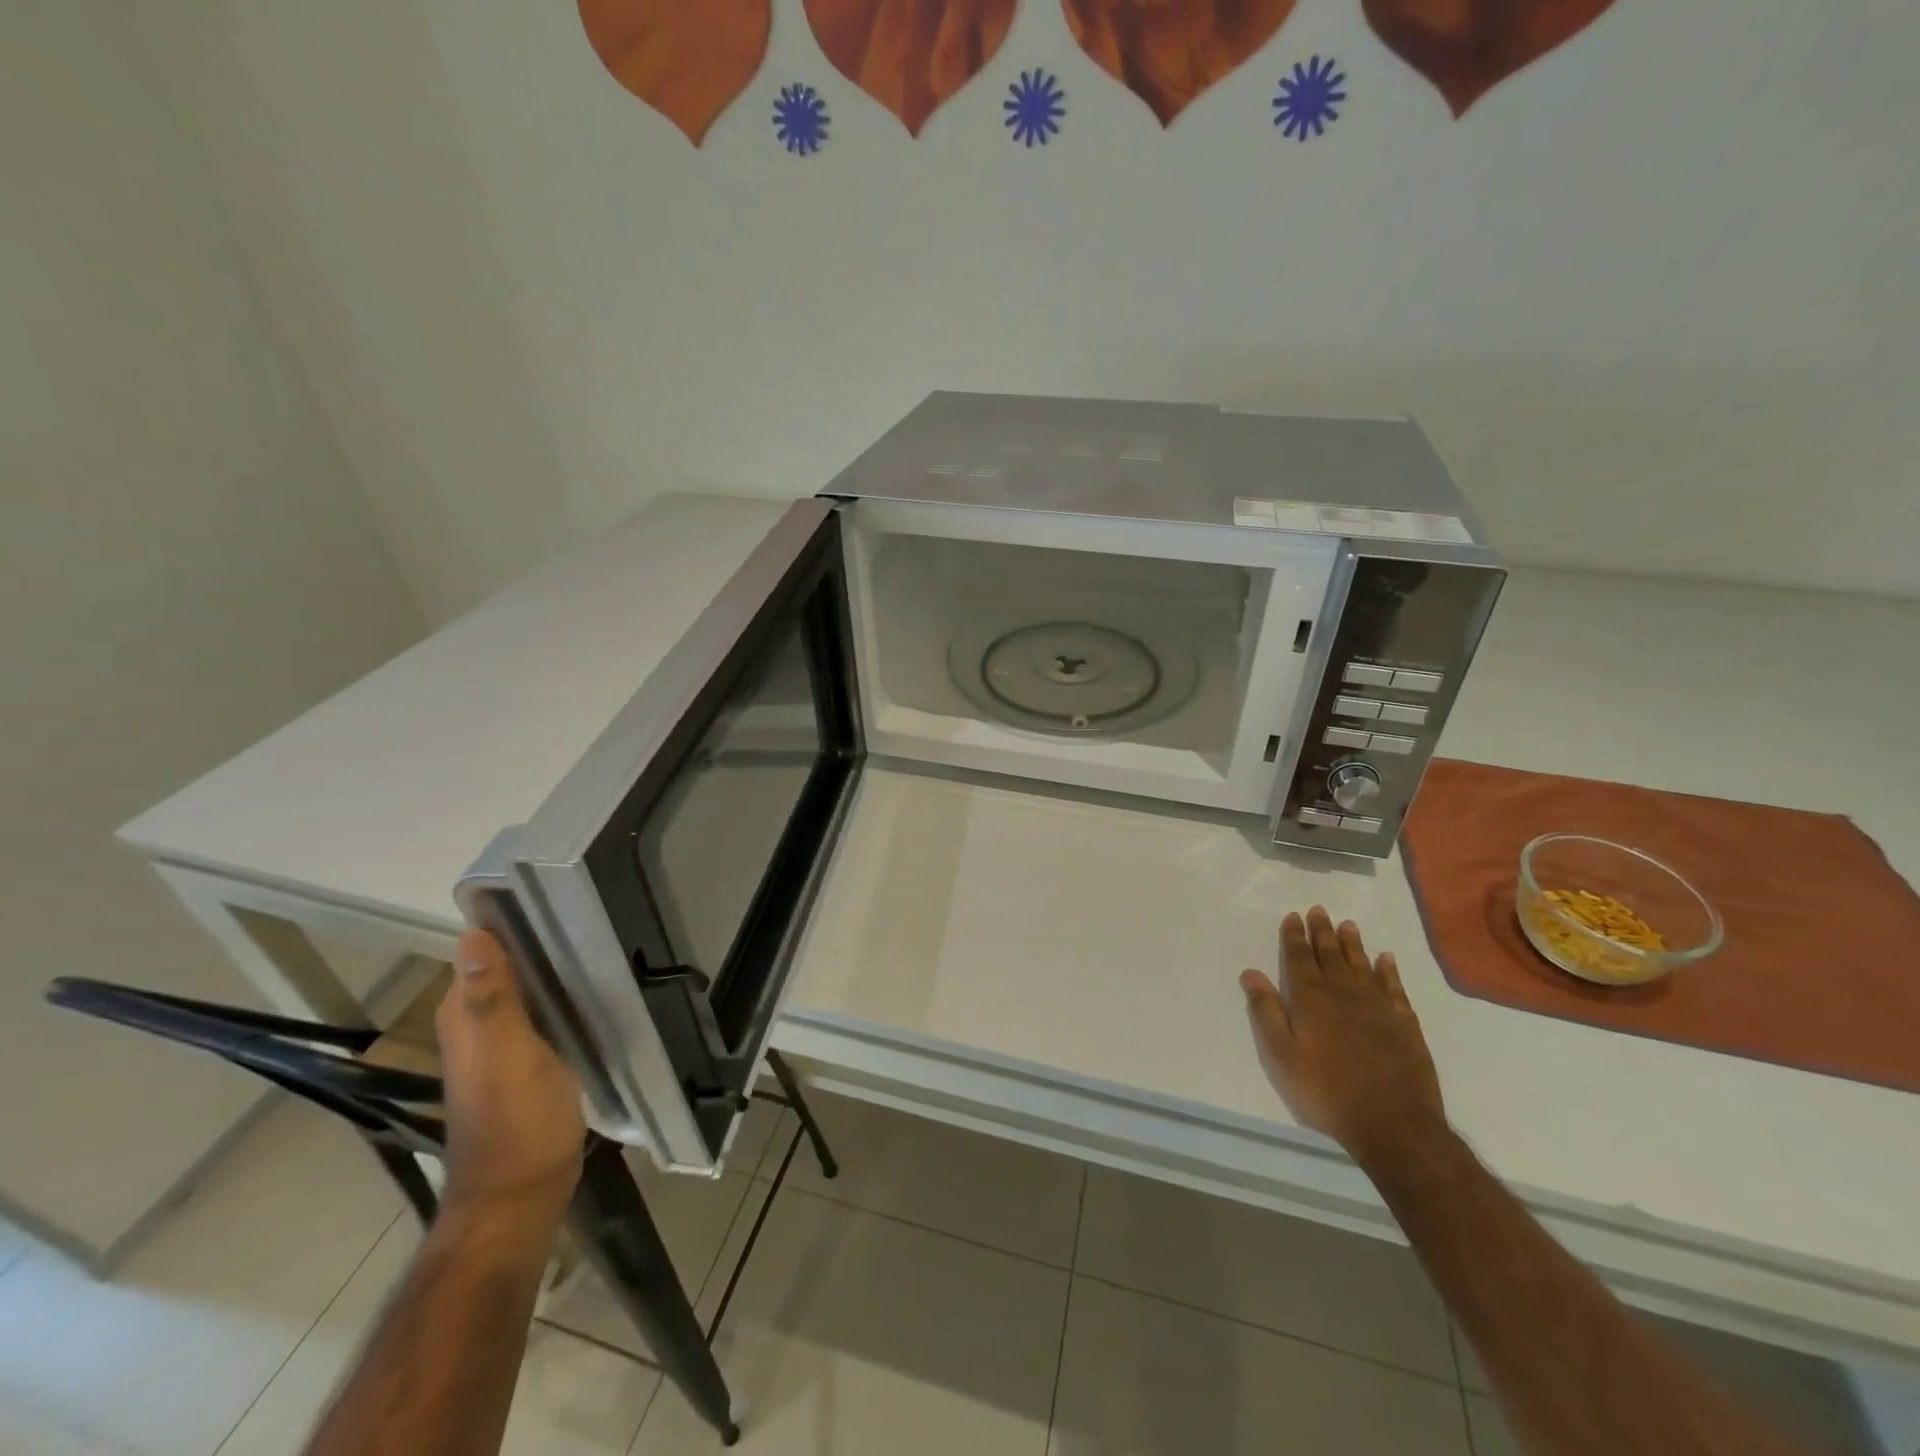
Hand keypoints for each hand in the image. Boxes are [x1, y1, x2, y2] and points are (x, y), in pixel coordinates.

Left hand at [436, 929, 584, 1219]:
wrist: (521, 1195)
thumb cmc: (518, 1122)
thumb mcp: (510, 1056)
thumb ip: (492, 998)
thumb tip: (473, 934)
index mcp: (466, 1016)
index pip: (481, 947)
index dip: (511, 917)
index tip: (555, 891)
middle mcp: (476, 1025)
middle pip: (505, 964)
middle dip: (539, 937)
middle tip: (590, 910)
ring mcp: (500, 1045)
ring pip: (525, 987)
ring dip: (552, 965)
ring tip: (599, 937)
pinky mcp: (525, 1061)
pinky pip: (541, 1010)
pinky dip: (561, 994)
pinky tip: (592, 986)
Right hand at [1239, 907, 1446, 1170]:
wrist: (1394, 1124)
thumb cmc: (1326, 1091)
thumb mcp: (1282, 1055)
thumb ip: (1266, 1011)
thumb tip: (1251, 973)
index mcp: (1311, 998)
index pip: (1299, 957)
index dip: (1295, 936)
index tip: (1293, 916)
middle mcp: (1344, 992)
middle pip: (1330, 954)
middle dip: (1322, 931)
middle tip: (1319, 910)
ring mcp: (1378, 1006)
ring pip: (1362, 964)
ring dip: (1353, 943)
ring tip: (1347, 925)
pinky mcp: (1404, 1023)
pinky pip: (1394, 987)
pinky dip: (1388, 970)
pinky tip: (1386, 959)